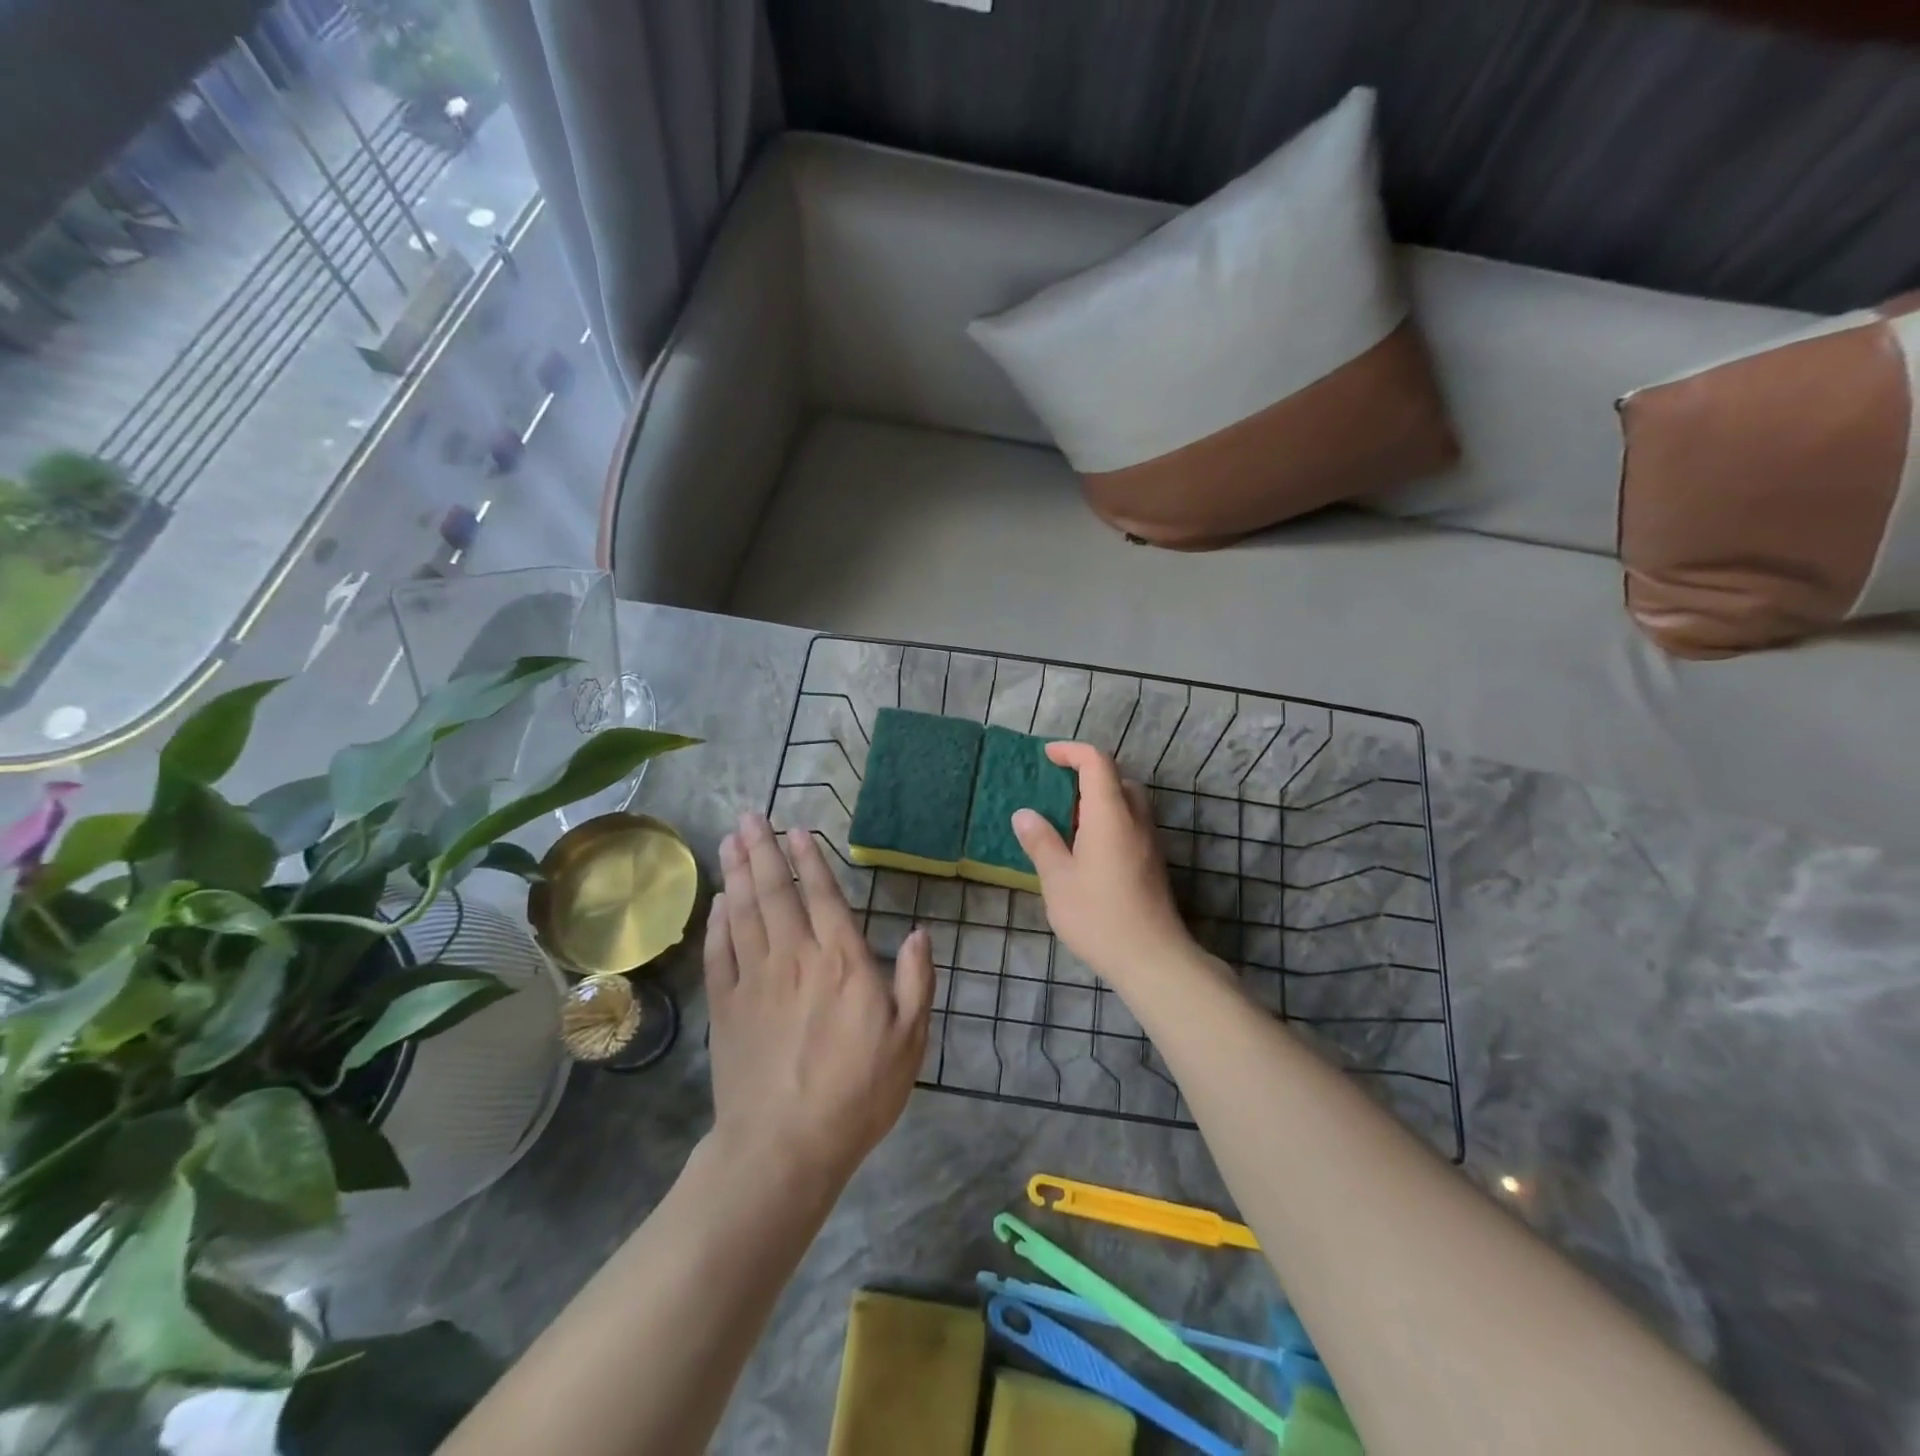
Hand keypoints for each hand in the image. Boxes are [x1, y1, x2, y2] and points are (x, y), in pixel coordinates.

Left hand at [705, 812, 934, 1188]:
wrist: (785, 1146)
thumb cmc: (857, 1092)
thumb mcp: (909, 1040)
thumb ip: (916, 982)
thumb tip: (921, 933)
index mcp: (842, 961)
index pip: (824, 896)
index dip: (810, 860)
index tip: (796, 831)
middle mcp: (795, 957)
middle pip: (775, 892)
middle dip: (763, 851)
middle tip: (748, 817)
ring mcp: (755, 980)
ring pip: (743, 913)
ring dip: (737, 873)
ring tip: (730, 841)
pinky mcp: (726, 1006)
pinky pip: (719, 951)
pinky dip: (718, 921)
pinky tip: (718, 902)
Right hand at [1011, 743, 1193, 987]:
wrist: (1152, 958)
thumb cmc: (1098, 915)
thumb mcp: (1058, 879)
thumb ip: (1041, 842)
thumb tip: (1024, 814)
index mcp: (1110, 814)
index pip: (1096, 762)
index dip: (1071, 751)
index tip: (1047, 756)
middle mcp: (1135, 819)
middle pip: (1116, 779)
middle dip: (1086, 777)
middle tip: (1055, 794)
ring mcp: (1149, 842)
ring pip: (1126, 803)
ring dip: (1098, 801)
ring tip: (1067, 825)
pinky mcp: (1153, 863)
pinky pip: (1130, 825)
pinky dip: (1108, 822)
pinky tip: (1086, 852)